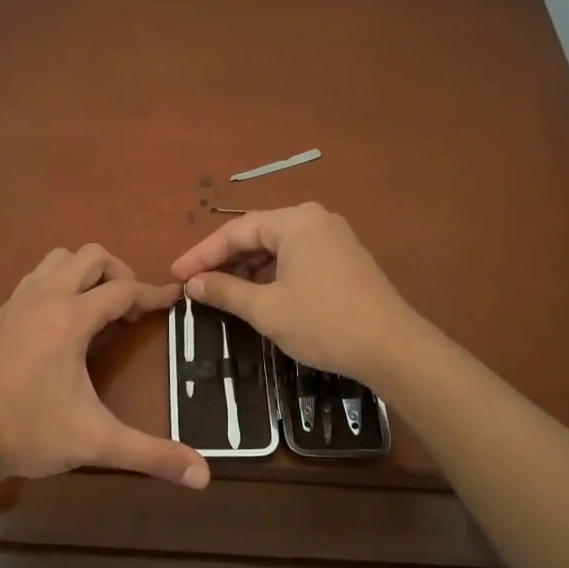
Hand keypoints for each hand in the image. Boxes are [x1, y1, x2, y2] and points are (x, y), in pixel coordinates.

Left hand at [0, 245, 211, 493]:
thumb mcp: (95, 442)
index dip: (153, 293)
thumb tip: (204, 476)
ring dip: (85, 273)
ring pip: (58, 260)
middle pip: (91, 256)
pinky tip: (62, 322)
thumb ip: (150, 454)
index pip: (123, 290)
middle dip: (120, 273)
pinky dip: (58, 284)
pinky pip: (36, 278)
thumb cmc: (29, 431)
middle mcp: (45, 298)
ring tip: (99, 309)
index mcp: (71, 318)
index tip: (175, 299)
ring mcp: (17, 303)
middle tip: (132, 309)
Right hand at [170, 203, 420, 387]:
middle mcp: (315, 220)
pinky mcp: (344, 259)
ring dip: (248, 269)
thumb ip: (224, 291)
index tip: (176, 274)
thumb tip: (192, 284)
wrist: (392, 348)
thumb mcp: (266, 309)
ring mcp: (334, 238)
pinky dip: (272, 274)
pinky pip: (297, 258)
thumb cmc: (323, 322)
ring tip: (221, 293)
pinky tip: (257, 295)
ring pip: (277, 248)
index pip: (236, 231)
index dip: (201, 254)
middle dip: (225, 261)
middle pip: (257, 235)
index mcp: (295, 221)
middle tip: (195, 284)